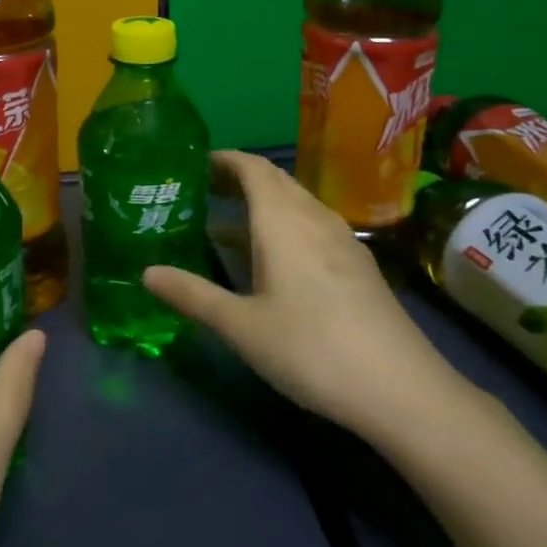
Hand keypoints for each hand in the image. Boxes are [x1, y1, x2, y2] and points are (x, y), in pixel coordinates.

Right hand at [143, 151, 473, 443]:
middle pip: (274, 180)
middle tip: (202, 191)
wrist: (400, 387)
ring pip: (295, 203)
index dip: (223, 159)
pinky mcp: (357, 263)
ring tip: (226, 224)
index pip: (252, 167)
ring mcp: (341, 239)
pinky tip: (271, 260)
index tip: (193, 163)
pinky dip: (283, 224)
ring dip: (261, 203)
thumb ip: (192, 295)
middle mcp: (313, 217)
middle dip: (238, 178)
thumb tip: (146, 273)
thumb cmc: (310, 348)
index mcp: (282, 220)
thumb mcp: (241, 326)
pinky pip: (311, 224)